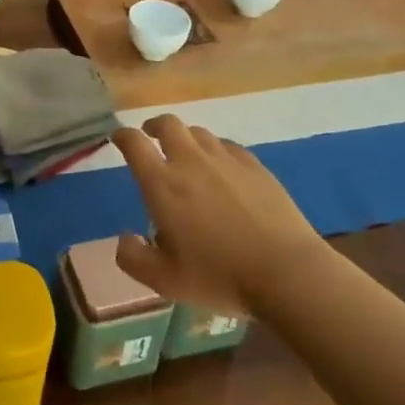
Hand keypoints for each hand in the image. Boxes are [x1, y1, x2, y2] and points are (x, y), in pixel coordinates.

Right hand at [112, 115, 315, 316]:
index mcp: (162, 184)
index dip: (122, 136)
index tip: (118, 139)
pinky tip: (222, 169)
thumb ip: (134, 259)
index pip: (133, 143)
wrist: (286, 272)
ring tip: (187, 155)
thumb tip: (124, 238)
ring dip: (186, 138)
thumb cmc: (219, 277)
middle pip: (167, 123)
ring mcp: (225, 159)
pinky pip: (227, 146)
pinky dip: (216, 151)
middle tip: (151, 137)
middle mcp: (190, 161)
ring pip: (198, 132)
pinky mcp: (254, 166)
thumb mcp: (165, 281)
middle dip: (154, 126)